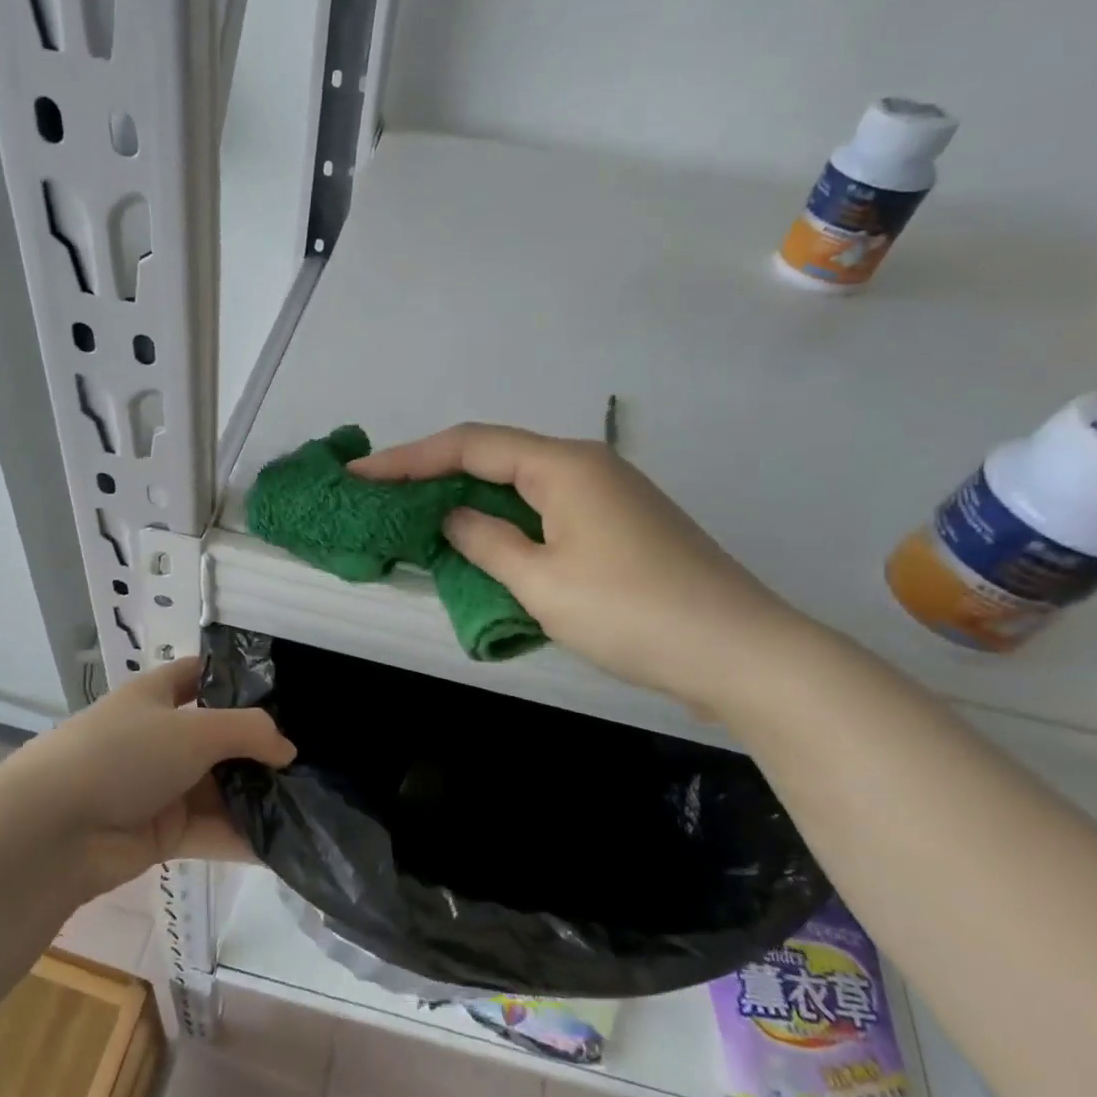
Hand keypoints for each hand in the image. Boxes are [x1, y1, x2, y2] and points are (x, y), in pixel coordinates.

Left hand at [0, 655, 294, 896]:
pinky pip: (212, 830)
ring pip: (219, 788)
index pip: (201, 675)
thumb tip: (287, 749)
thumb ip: (249, 731)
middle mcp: (160, 737)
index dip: (237, 678)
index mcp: (156, 696)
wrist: (53, 832)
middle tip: (313, 755)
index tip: (285, 690)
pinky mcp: (162, 834)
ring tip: (312, 801)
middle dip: (260, 747)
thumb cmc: (122, 755)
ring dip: (257, 796)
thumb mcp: (193, 729)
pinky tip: (286, 844)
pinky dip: (243, 837)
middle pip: (219, 737)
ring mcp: (161, 787)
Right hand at [353, 424, 806, 712]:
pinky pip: (545, 512)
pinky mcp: (621, 528)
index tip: (358, 473)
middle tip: (382, 496)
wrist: (739, 652)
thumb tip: (452, 517)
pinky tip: (484, 545)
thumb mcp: (540, 581)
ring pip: (520, 486)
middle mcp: (585, 466)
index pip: (468, 444)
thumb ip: (485, 542)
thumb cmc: (630, 611)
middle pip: (494, 457)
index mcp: (563, 464)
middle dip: (434, 475)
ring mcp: (608, 496)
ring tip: (420, 519)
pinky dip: (505, 523)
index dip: (407, 458)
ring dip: (469, 500)